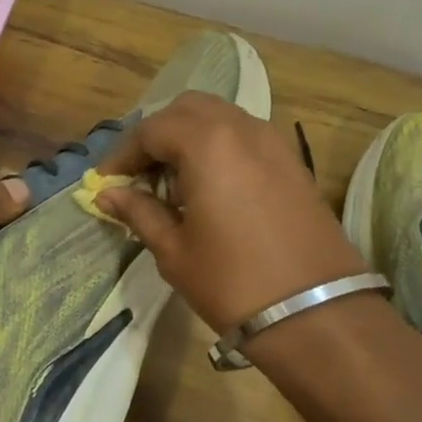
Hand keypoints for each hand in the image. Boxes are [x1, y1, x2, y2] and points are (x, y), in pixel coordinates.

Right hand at [95, 93, 367, 332]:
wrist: (316, 312)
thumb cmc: (231, 282)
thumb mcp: (173, 250)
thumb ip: (139, 212)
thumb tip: (108, 195)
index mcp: (207, 144)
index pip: (152, 130)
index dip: (123, 154)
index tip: (106, 183)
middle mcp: (242, 129)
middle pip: (188, 110)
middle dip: (157, 135)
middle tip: (138, 175)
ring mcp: (274, 143)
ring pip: (220, 118)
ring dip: (189, 138)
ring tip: (171, 183)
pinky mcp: (293, 163)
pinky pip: (245, 137)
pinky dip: (218, 148)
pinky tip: (208, 189)